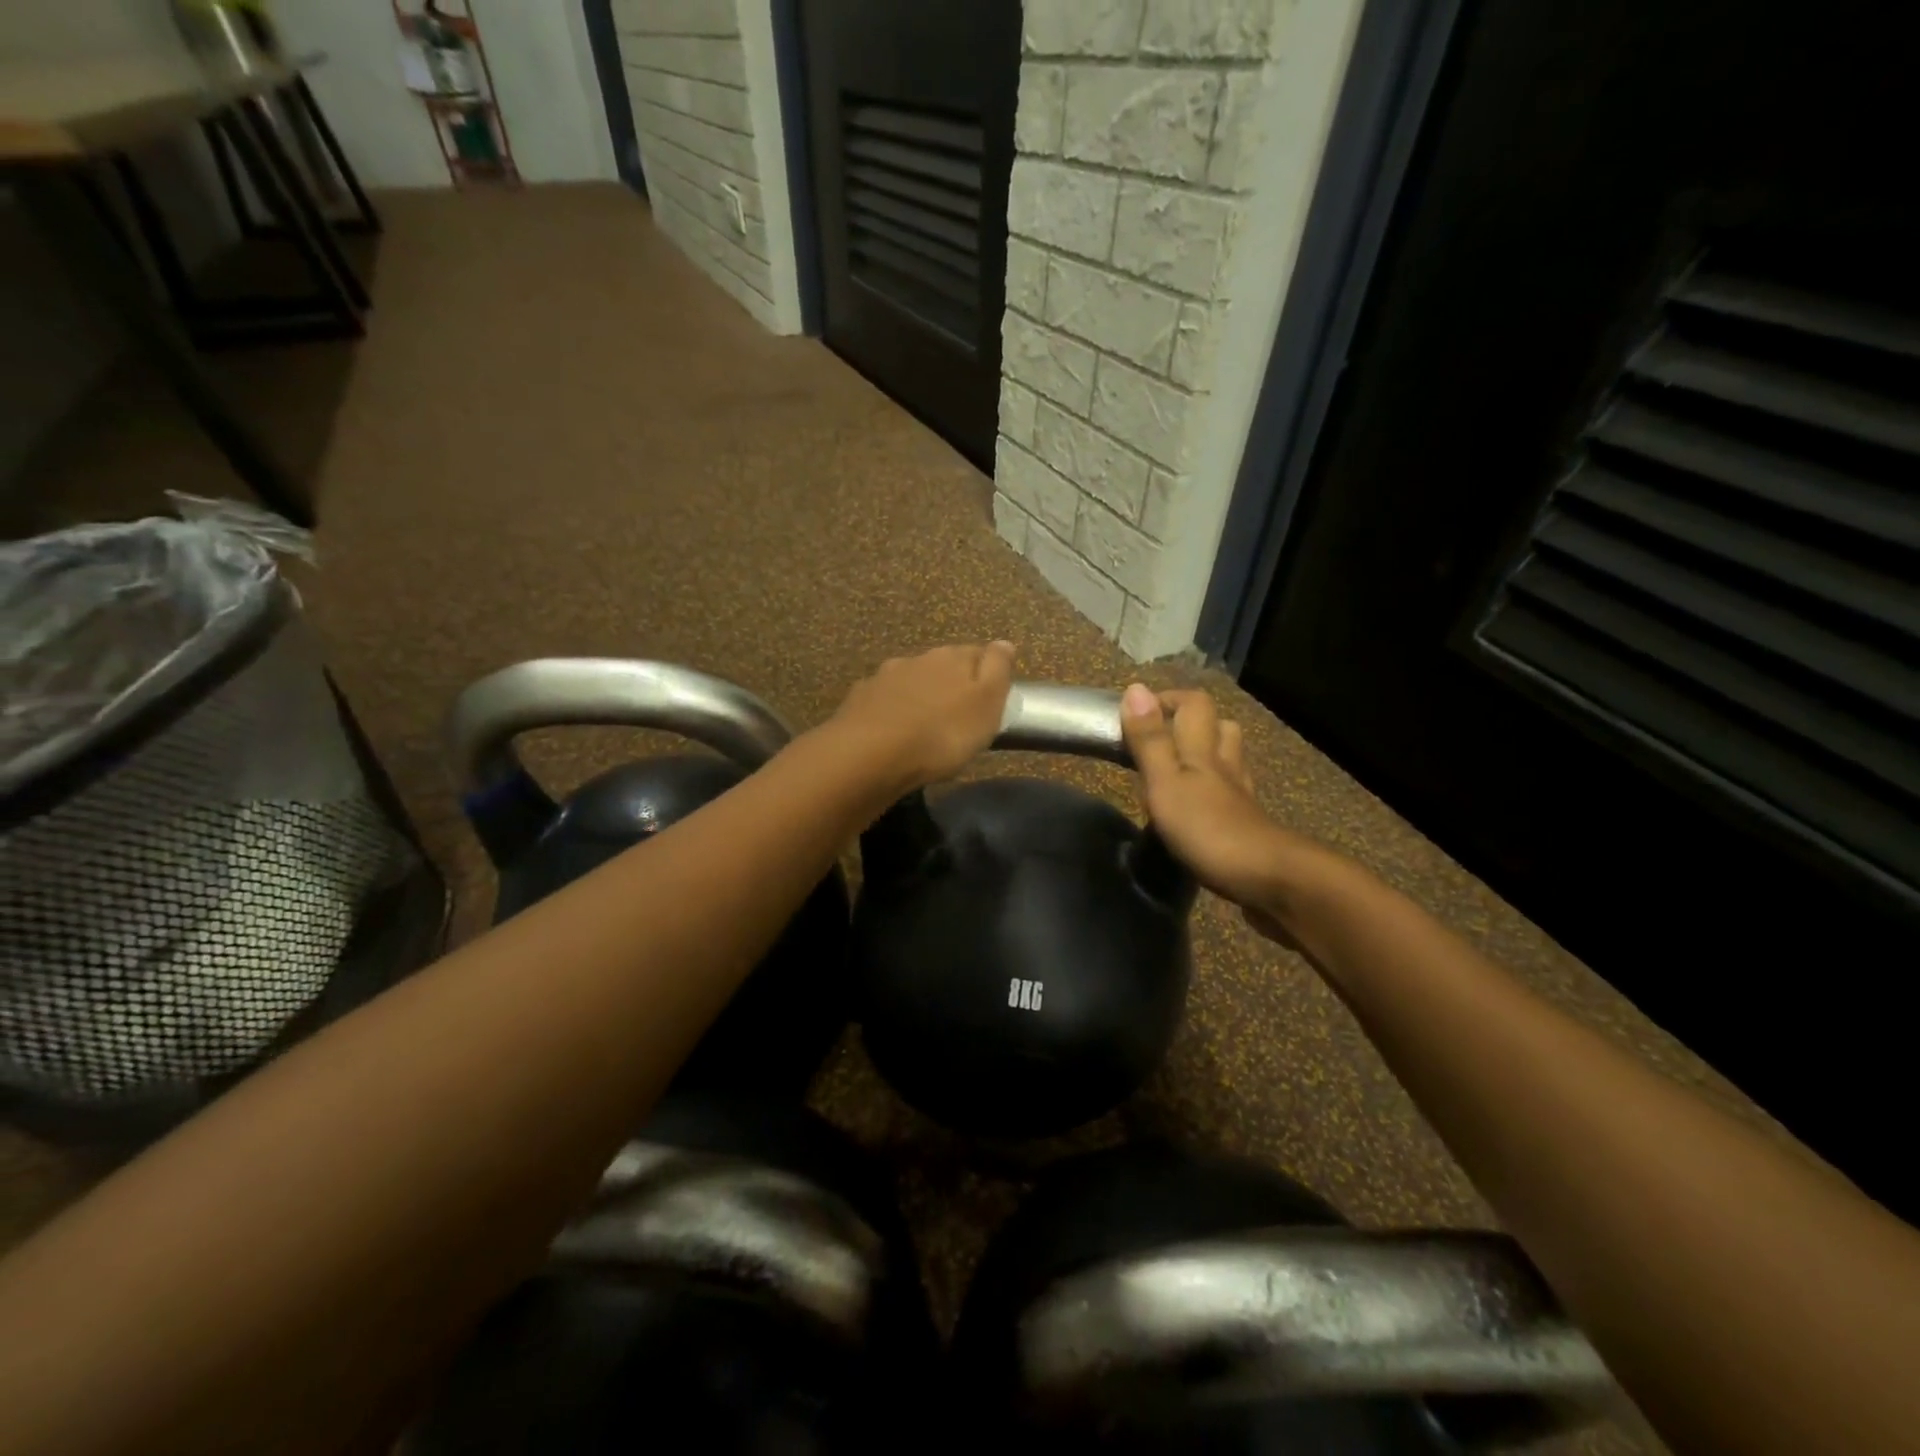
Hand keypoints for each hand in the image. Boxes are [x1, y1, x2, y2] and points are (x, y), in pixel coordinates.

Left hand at [831, 642, 1015, 790]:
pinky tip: (891, 730)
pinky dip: (890, 711)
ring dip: (919, 696)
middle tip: (958, 714)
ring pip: (910, 681)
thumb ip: (997, 670)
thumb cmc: (942, 734)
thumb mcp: (986, 704)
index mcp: (952, 657)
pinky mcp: (859, 700)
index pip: (978, 653)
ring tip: (924, 724)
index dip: (987, 672)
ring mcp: (884, 678)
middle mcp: (917, 659)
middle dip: (951, 683)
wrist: (871, 755)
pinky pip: (882, 701)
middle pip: (942, 666)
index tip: (991, 696)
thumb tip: (1004, 643)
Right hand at [1121, 685, 1328, 945]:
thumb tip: (1135, 688)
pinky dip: (1214, 791)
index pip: (1194, 705)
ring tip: (1176, 768)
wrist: (1269, 880)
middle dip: (1191, 723)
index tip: (1135, 713)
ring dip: (1206, 754)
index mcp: (1203, 751)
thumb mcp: (1166, 783)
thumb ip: (1150, 741)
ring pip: (1228, 760)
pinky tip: (1198, 807)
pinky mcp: (1247, 826)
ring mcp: (1240, 797)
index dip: (1167, 700)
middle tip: (1158, 739)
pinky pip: (1231, 795)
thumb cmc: (1208, 829)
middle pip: (1219, 728)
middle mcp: (1226, 766)